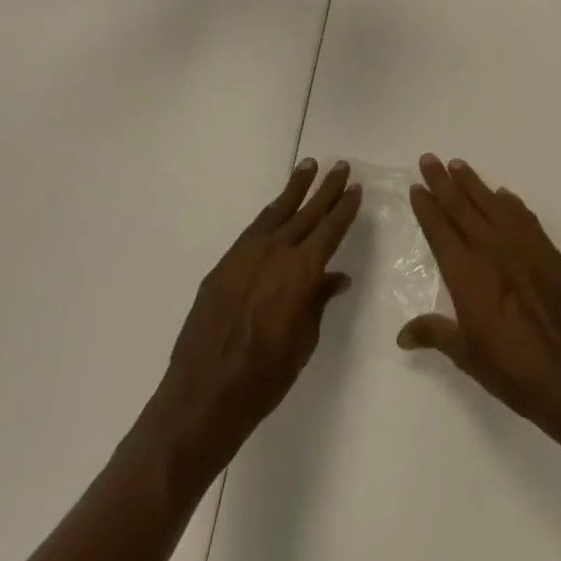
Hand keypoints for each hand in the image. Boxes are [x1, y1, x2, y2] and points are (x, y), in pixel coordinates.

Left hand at [152, 159, 361, 472]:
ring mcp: (245, 256)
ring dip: (295, 189)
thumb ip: (318, 301)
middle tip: (341, 166)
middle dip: (326, 189)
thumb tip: (335, 278)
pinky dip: (269, 214)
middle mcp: (275, 254)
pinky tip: (277, 208)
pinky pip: (253, 230)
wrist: (203, 395)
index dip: (345, 209)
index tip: (356, 189)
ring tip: (308, 166)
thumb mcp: (304, 341)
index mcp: (301, 272)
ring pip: (276, 212)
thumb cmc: (265, 377)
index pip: (330, 230)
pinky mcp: (224, 266)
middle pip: (306, 213)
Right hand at [398, 155, 560, 452]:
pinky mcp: (546, 251)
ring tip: (458, 166)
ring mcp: (522, 246)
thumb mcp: (466, 354)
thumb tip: (402, 334)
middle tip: (429, 159)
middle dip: (443, 182)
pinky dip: (510, 203)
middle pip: (462, 207)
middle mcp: (491, 249)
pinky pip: (524, 217)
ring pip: (492, 204)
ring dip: (473, 183)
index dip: (427, 207)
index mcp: (465, 272)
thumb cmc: (511, 368)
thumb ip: (435, 334)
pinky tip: (503, 195)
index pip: (439, 229)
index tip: (417, 187)